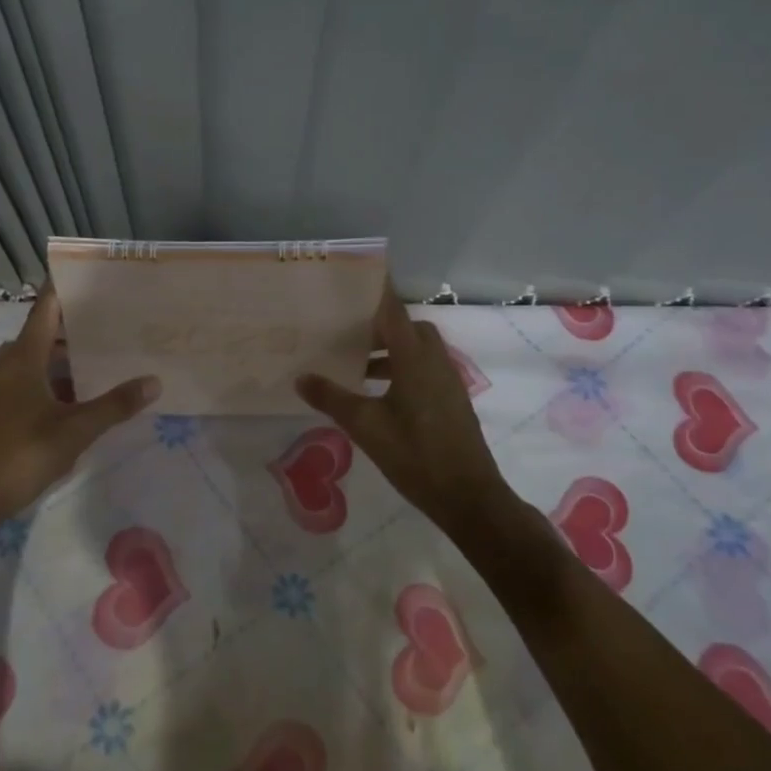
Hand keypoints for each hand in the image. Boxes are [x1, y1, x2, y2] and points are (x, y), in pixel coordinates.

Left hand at [0, 286, 159, 537]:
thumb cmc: (17, 456)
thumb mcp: (73, 431)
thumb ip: (114, 405)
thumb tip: (154, 381)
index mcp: (23, 357)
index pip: (46, 308)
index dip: (65, 287)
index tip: (90, 273)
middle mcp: (6, 365)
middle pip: (44, 334)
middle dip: (76, 327)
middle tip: (115, 322)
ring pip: (35, 362)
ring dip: (65, 360)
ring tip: (103, 359)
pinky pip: (27, 384)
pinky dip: (52, 382)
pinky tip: (75, 400)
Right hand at [296, 286, 512, 532]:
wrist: (469, 497)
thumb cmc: (415, 455)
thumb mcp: (365, 426)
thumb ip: (332, 398)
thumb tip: (301, 377)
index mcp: (414, 358)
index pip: (392, 310)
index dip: (376, 290)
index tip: (357, 274)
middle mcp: (435, 360)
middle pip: (407, 327)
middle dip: (380, 324)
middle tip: (348, 331)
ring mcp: (448, 380)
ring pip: (417, 349)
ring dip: (391, 349)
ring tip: (357, 365)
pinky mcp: (452, 399)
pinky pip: (425, 367)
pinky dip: (402, 367)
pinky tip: (380, 393)